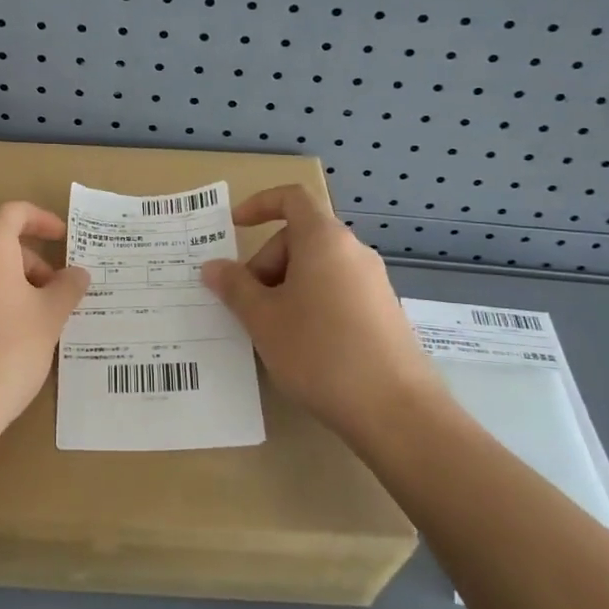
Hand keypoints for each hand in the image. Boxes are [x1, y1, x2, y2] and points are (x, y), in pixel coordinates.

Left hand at [0, 202, 90, 454]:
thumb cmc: (3, 351)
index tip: (63, 237)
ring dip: (4, 281)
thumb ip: (67, 288)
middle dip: (27, 260)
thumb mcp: (49, 318)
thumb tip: (78, 273)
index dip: (43, 221)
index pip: (16, 213)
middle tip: (54, 291)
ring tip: (30, 316)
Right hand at [201, 185, 443, 442]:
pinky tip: (303, 347)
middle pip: (300, 238)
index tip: (234, 227)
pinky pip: (336, 292)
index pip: (292, 198)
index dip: (259, 204)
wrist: (396, 410)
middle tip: (248, 305)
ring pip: (317, 268)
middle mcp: (353, 252)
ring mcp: (373, 283)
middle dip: (266, 263)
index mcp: (324, 240)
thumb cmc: (320, 352)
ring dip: (286, 288)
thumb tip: (213, 267)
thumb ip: (234, 287)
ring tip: (271, 331)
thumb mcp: (263, 320)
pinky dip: (311, 305)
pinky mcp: (384, 313)